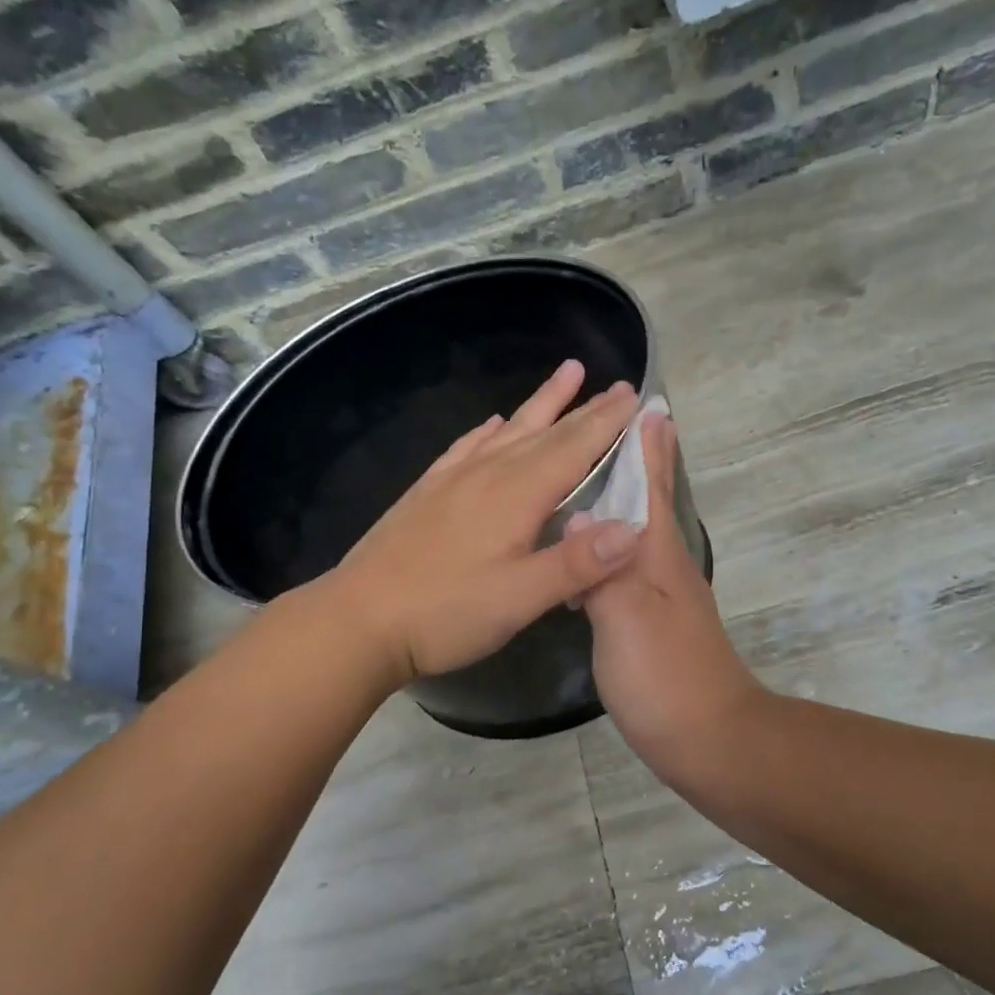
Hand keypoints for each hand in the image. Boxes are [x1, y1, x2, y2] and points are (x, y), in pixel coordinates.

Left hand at [327, 361, 644, 686]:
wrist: (358, 619)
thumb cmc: (445, 613)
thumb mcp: (519, 598)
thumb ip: (577, 563)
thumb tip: (634, 528)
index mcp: (517, 495)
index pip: (574, 447)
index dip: (608, 422)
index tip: (636, 395)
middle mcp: (488, 474)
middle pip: (547, 432)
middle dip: (586, 408)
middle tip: (617, 385)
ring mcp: (454, 479)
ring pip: (509, 430)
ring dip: (542, 404)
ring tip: (567, 375)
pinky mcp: (428, 492)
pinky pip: (467, 447)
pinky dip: (488, 430)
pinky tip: (492, 423)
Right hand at [580, 413, 764, 781]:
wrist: (709, 739)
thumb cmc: (667, 675)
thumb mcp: (629, 618)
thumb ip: (603, 567)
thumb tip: (581, 516)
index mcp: (660, 554)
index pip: (654, 486)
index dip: (650, 446)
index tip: (647, 403)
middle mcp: (663, 565)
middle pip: (648, 503)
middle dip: (632, 463)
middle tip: (603, 431)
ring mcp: (659, 595)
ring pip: (633, 534)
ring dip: (614, 504)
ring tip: (579, 483)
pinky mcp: (649, 623)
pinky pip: (622, 568)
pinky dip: (602, 549)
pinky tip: (581, 555)